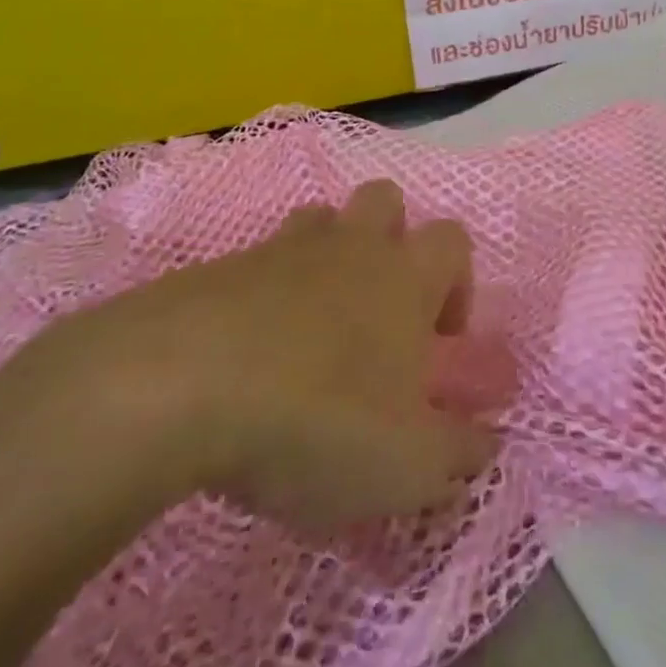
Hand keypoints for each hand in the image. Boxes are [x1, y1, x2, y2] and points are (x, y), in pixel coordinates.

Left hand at [0, 180, 498, 531]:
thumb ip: (459, 454)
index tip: (438, 344)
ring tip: (311, 331)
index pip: (452, 242)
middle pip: (384, 201)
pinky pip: (255, 267)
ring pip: (318, 223)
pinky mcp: (217, 270)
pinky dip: (262, 298)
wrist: (178, 387)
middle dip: (391, 240)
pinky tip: (244, 359)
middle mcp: (349, 246)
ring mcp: (279, 251)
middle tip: (377, 312)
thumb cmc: (318, 417)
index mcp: (404, 275)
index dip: (457, 284)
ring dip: (325, 260)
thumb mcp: (408, 465)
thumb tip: (486, 441)